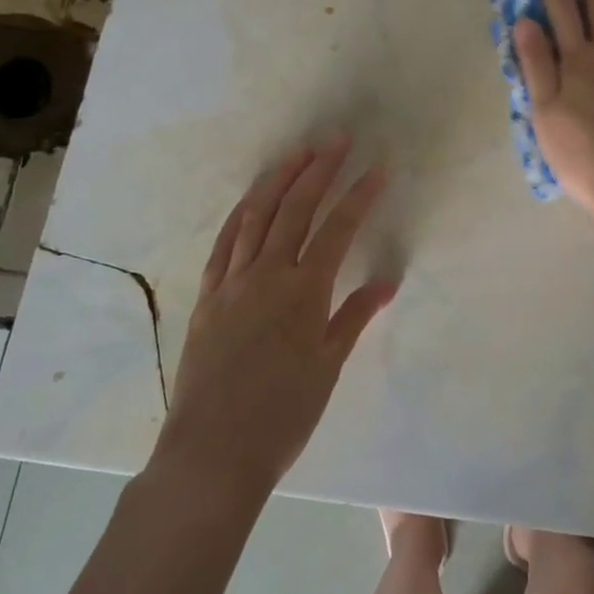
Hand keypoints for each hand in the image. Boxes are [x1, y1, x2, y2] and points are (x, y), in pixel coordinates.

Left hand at [159, 138, 397, 494]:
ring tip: (298, 154)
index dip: (360, 196)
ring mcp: (232, 282)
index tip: (378, 169)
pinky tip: (252, 199)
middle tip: (337, 141)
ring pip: (256, 216)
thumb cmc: (283, 415)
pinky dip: (240, 214)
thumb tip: (386, 281)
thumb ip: (354, 317)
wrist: (213, 452)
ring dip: (279, 180)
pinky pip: (224, 243)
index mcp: (304, 292)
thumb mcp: (328, 367)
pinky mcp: (207, 296)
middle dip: (319, 170)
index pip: (338, 229)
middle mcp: (267, 275)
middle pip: (296, 210)